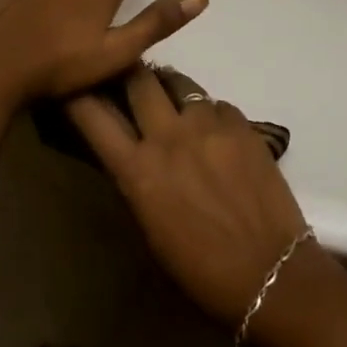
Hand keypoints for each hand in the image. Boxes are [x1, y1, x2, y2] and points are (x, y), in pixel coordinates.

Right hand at [67, 66, 311, 326]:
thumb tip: (131, 150)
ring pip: (180, 82)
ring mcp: (208, 125)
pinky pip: (216, 104)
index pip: (92, 115)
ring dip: (170, 89)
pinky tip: (216, 134)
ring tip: (175, 104)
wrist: (271, 271)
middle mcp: (168, 136)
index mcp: (137, 170)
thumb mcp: (150, 226)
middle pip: (138, 78)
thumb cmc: (201, 268)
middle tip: (130, 82)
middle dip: (129, 75)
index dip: (77, 94)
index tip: (74, 84)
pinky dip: (210, 113)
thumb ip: (137, 178)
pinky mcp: (242, 124)